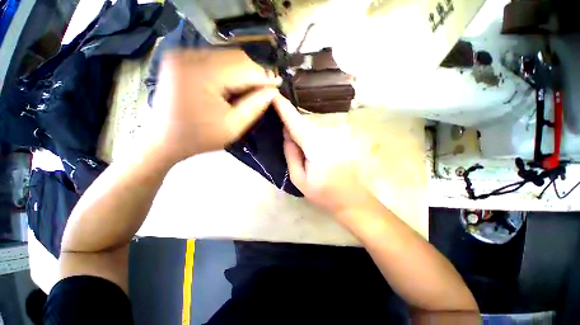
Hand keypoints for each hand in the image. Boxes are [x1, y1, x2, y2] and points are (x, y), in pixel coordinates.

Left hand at [148, 50, 278, 163]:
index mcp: (200, 75)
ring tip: (249, 90)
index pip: (244, 68)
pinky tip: (232, 86)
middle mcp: (188, 56)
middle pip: (235, 57)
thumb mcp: (233, 127)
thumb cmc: (199, 138)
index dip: (264, 76)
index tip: (276, 86)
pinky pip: (215, 60)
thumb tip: (272, 91)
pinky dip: (229, 72)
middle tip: (263, 90)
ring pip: (227, 57)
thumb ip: (255, 106)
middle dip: (254, 74)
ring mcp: (182, 55)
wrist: (164, 140)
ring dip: (242, 73)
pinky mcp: (181, 59)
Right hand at [272, 95, 383, 226]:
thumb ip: (291, 154)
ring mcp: (336, 134)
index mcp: (314, 144)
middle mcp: (327, 134)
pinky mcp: (340, 138)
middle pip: (302, 123)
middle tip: (281, 132)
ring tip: (296, 144)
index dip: (283, 107)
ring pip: (311, 127)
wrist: (352, 198)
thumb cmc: (324, 192)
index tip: (273, 95)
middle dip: (290, 124)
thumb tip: (286, 133)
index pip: (295, 121)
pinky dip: (310, 134)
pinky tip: (309, 146)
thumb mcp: (299, 178)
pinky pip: (319, 131)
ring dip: (300, 131)